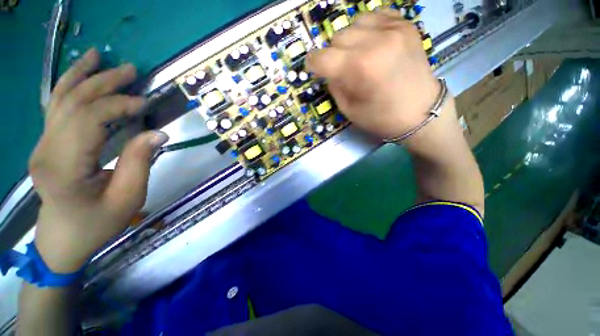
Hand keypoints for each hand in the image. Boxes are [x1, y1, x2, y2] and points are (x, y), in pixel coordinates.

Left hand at [29, 49, 168, 272]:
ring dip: (82, 75)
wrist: (64, 238)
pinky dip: (68, 86)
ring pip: (59, 99)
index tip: (145, 104)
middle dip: (103, 83)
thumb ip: (140, 162)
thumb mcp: (128, 197)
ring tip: (99, 56)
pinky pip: (56, 108)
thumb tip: (158, 133)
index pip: (88, 120)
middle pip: (73, 103)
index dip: (118, 105)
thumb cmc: (98, 223)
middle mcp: (46, 150)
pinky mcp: (46, 144)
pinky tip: (79, 73)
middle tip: (131, 71)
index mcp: (64, 168)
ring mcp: (42, 145)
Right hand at [306, 10, 441, 139]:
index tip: (313, 68)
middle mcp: (375, 42)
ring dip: (349, 40)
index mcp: (359, 69)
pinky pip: (376, 16)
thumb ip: (335, 86)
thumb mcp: (349, 110)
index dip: (313, 63)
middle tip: (339, 68)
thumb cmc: (382, 118)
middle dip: (332, 54)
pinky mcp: (406, 25)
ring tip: (357, 55)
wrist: (422, 112)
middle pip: (337, 38)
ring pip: (354, 23)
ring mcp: (393, 29)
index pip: (322, 57)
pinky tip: (372, 43)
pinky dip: (368, 28)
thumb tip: (328, 71)